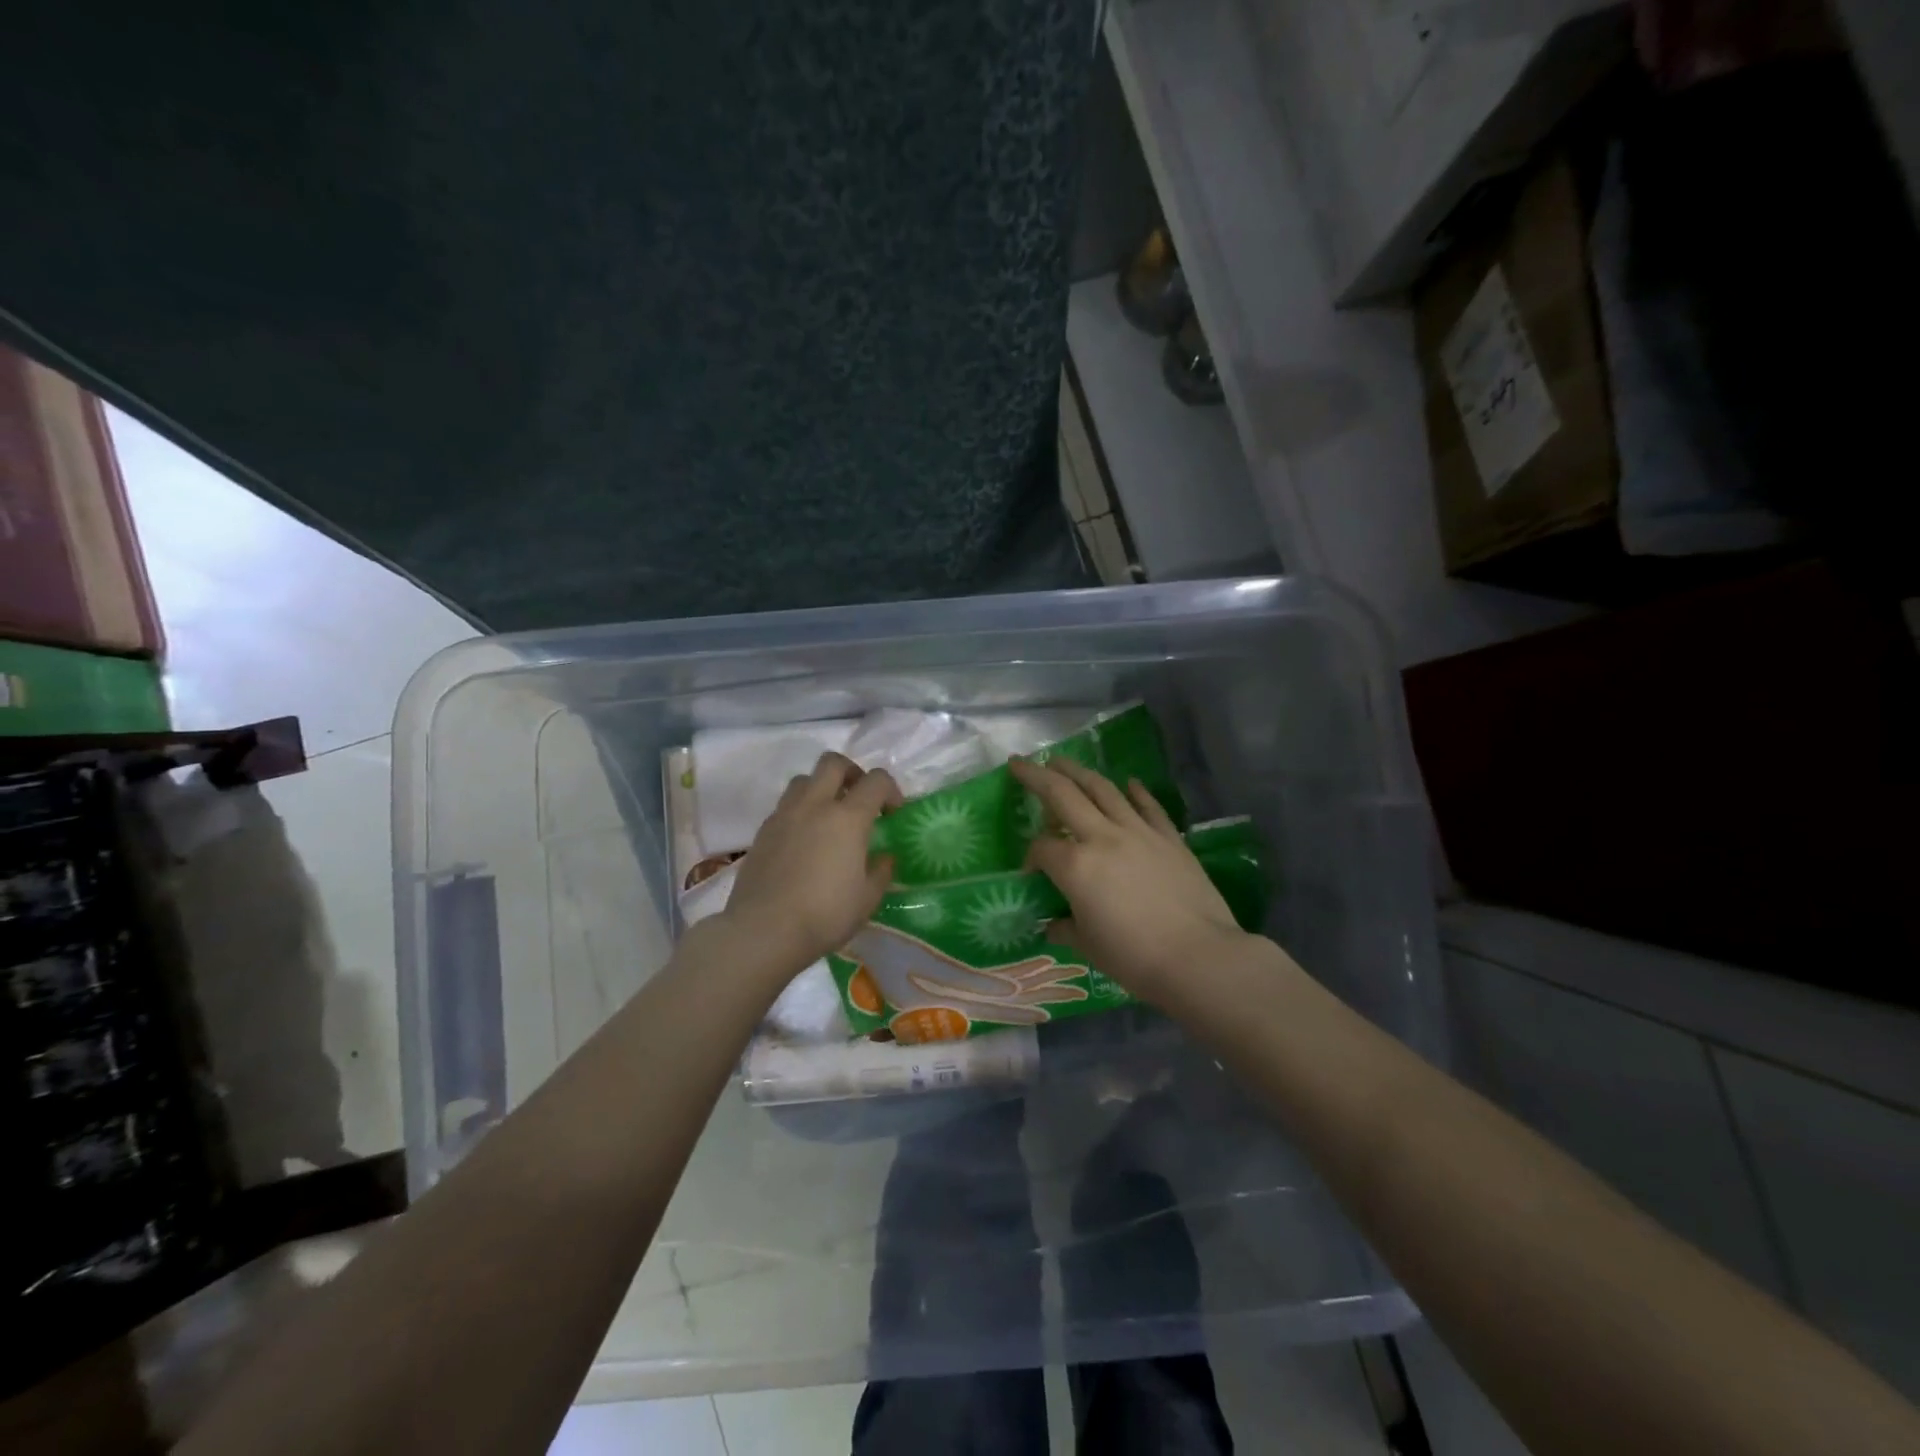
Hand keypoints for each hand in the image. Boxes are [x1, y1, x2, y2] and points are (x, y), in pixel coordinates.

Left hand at [720, 752, 901, 976]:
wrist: (763, 930)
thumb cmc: (824, 915)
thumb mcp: (867, 899)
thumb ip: (880, 872)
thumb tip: (884, 857)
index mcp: (848, 818)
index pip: (876, 780)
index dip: (890, 789)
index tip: (893, 812)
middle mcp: (815, 805)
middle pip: (833, 762)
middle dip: (852, 772)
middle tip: (859, 797)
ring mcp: (784, 815)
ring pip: (804, 779)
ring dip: (821, 788)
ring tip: (828, 816)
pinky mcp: (763, 831)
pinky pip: (785, 806)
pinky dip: (800, 811)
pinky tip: (804, 840)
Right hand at [1010, 755, 1247, 1001]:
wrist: (1199, 957)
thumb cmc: (1134, 958)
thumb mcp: (1089, 947)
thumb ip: (1066, 928)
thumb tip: (1054, 924)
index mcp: (1075, 866)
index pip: (1041, 848)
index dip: (1030, 857)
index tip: (1032, 873)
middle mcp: (1102, 837)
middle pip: (1063, 795)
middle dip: (1037, 776)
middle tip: (1020, 762)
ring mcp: (1138, 832)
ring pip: (1103, 789)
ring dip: (1079, 771)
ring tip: (1062, 761)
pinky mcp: (1169, 838)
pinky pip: (1148, 806)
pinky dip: (1136, 791)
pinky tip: (1128, 782)